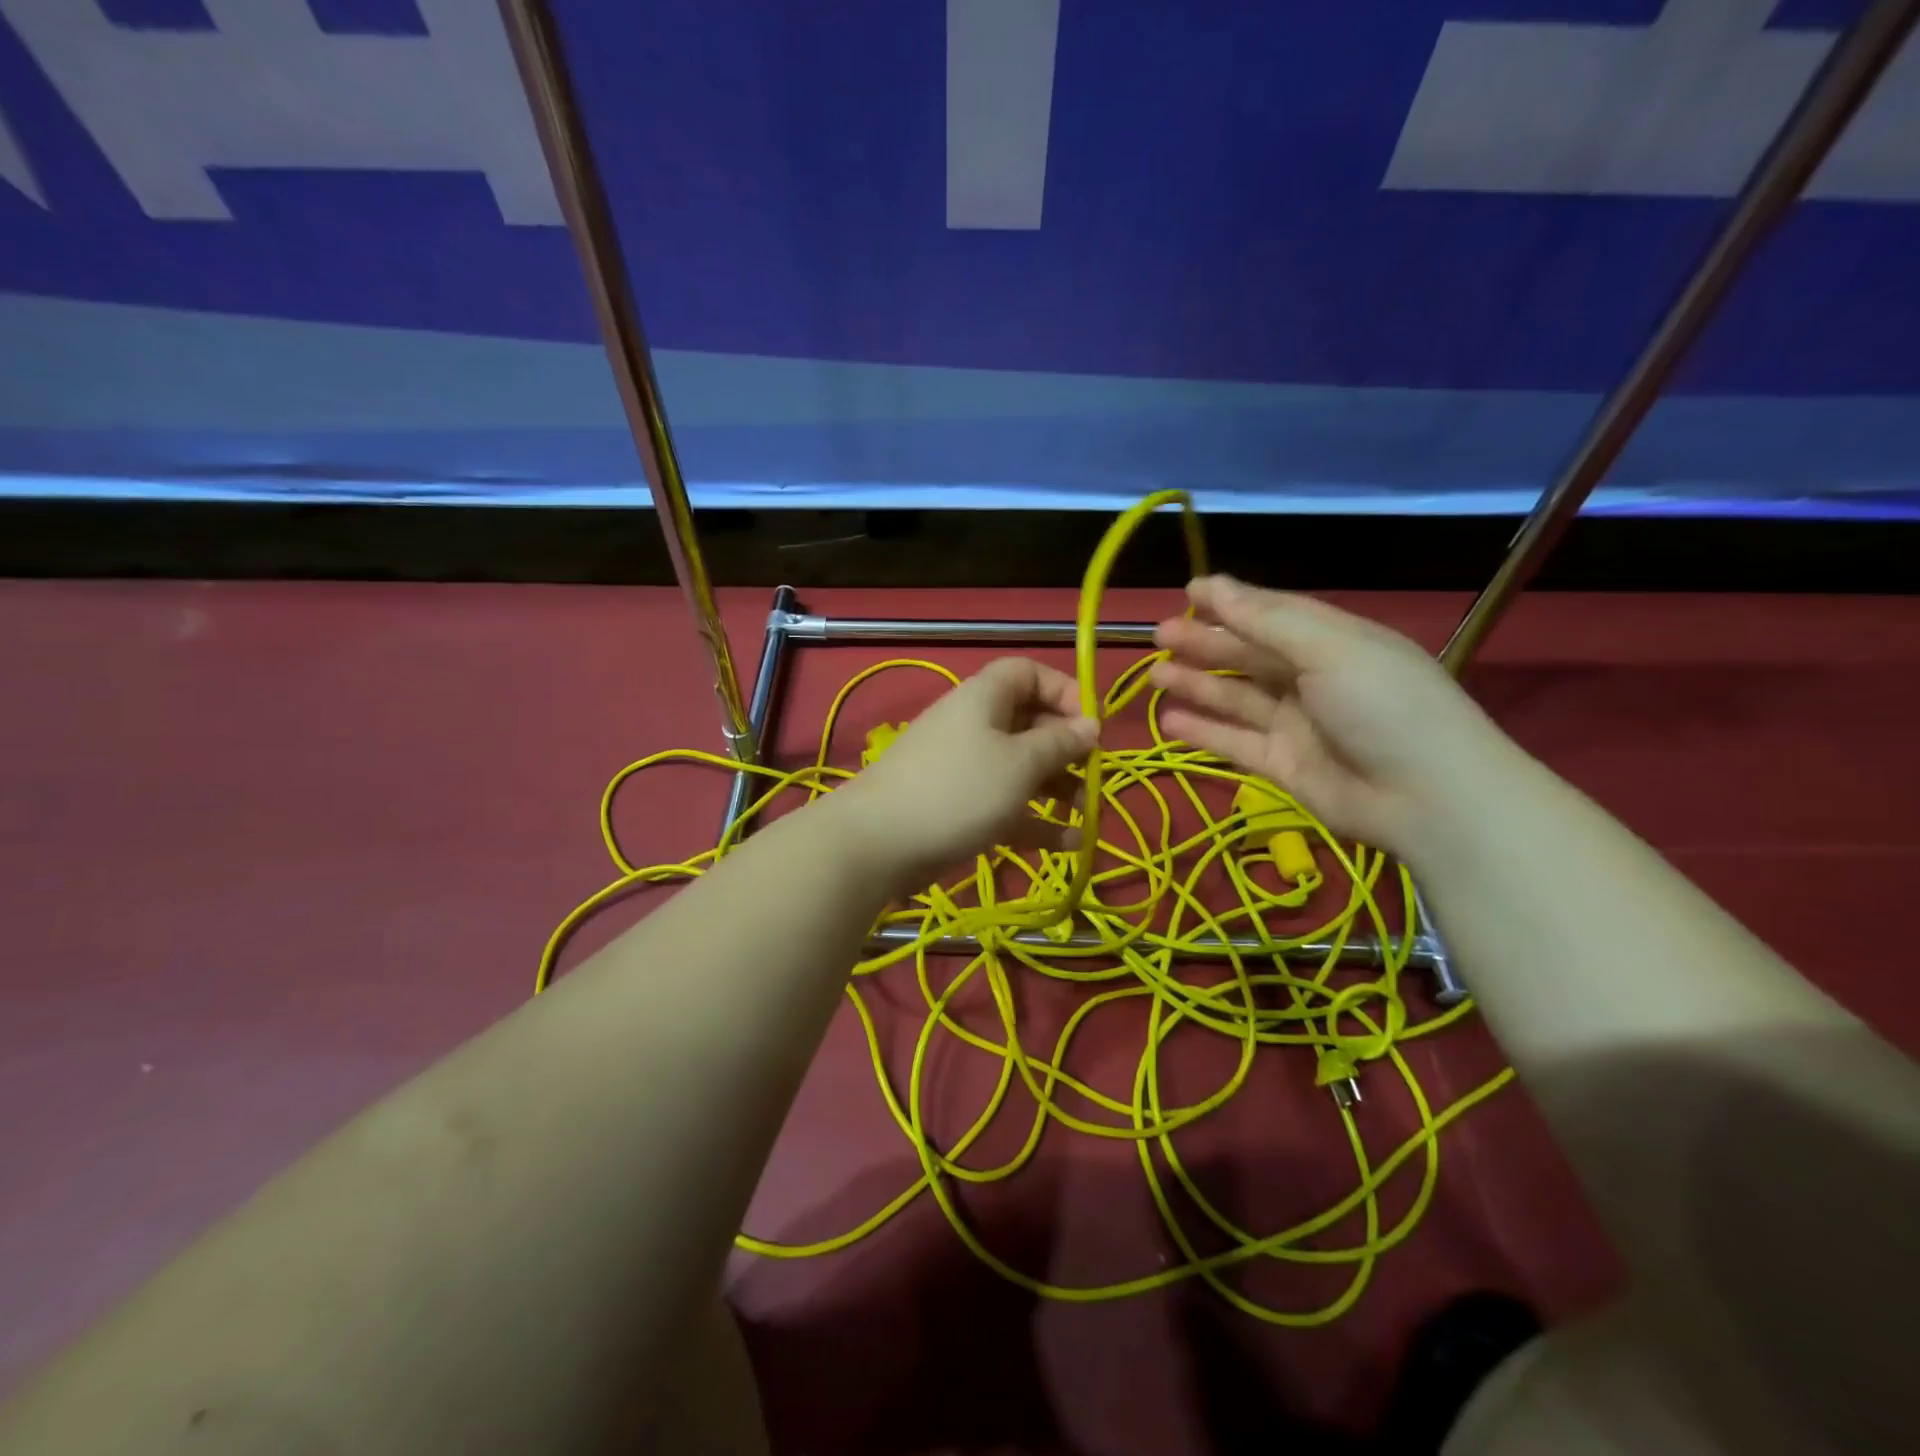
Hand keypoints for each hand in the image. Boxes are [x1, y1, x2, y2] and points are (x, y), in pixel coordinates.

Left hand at [825, 658, 1099, 893]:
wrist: (879, 842)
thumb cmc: (959, 789)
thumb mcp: (1020, 764)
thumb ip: (1060, 744)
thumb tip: (1091, 725)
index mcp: (985, 698)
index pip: (1028, 673)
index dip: (1064, 691)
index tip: (1091, 724)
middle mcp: (974, 725)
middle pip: (1029, 723)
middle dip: (1065, 748)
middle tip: (1093, 774)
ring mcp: (964, 768)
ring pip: (1019, 768)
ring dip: (1056, 787)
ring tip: (1085, 813)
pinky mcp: (958, 806)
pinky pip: (1005, 804)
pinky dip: (1034, 819)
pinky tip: (1068, 844)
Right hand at [1149, 577, 1515, 864]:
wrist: (1427, 799)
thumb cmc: (1383, 705)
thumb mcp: (1330, 649)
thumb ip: (1266, 620)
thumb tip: (1212, 585)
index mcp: (1334, 641)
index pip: (1274, 614)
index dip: (1231, 602)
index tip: (1187, 592)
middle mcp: (1313, 679)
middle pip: (1249, 655)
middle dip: (1205, 644)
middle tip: (1159, 636)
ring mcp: (1296, 725)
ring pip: (1236, 698)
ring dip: (1196, 685)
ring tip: (1154, 677)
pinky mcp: (1282, 765)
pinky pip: (1234, 743)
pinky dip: (1203, 732)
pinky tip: (1169, 721)